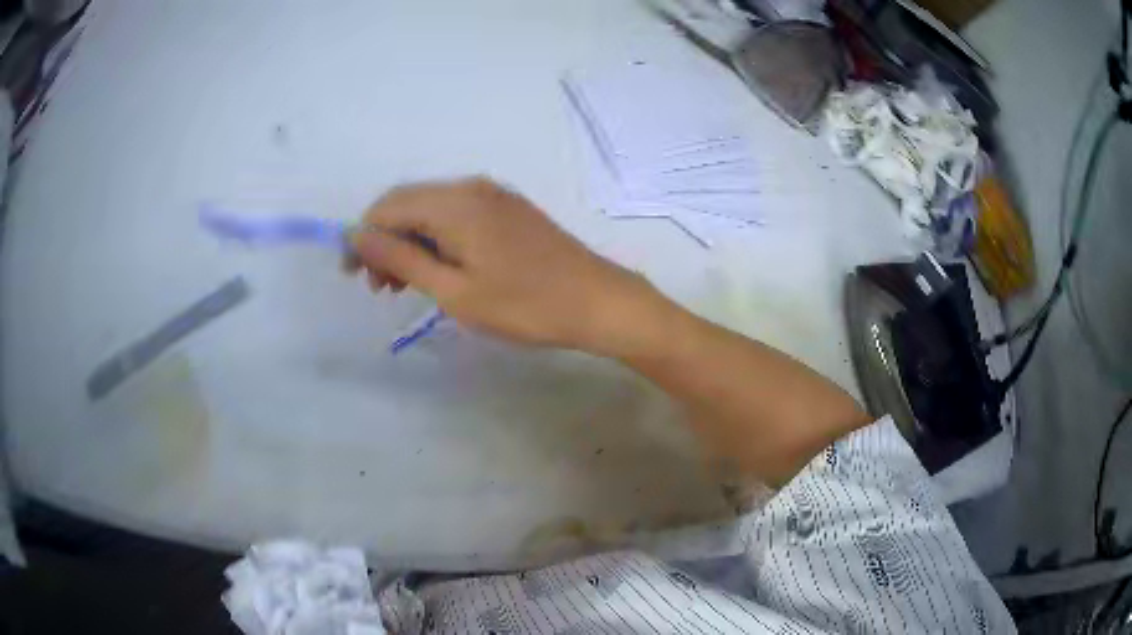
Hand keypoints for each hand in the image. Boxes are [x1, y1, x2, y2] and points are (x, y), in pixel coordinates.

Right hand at [347, 178, 654, 349]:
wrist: (597, 301)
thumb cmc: (524, 304)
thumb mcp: (453, 290)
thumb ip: (401, 259)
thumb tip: (357, 237)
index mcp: (454, 203)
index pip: (387, 207)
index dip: (362, 237)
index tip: (352, 275)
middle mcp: (470, 187)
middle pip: (408, 204)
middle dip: (384, 241)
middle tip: (379, 287)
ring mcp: (493, 196)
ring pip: (432, 210)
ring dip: (410, 242)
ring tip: (403, 285)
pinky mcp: (508, 210)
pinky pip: (458, 215)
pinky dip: (437, 239)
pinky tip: (438, 269)